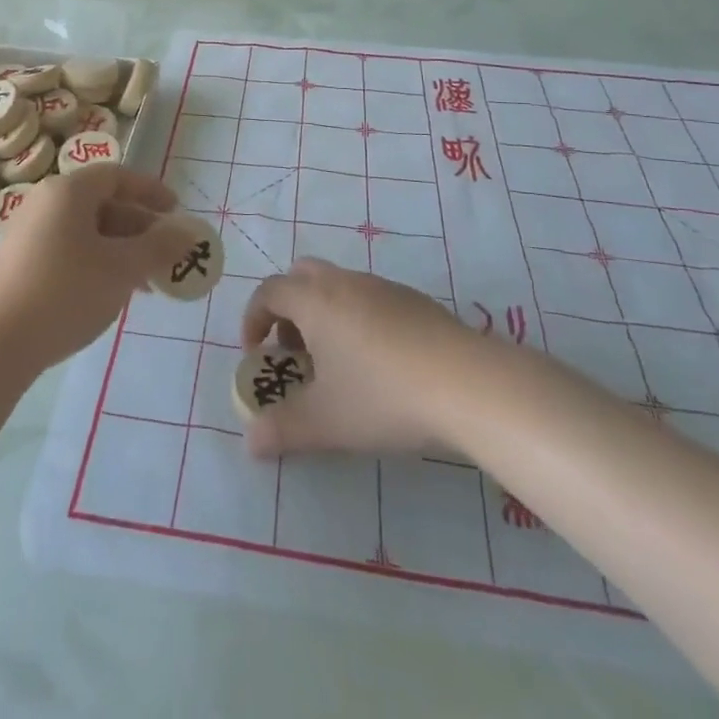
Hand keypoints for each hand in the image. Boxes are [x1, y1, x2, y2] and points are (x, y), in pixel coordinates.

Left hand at [0, 166, 181, 369]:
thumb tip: (187, 233)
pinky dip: (97, 264)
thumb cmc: (64, 292)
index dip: (150, 190)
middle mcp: (46, 204)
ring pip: (88, 232)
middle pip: (103, 204)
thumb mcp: (121, 268)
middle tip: (168, 255)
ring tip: (147, 285)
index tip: (177, 211)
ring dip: (122, 251)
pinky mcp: (21, 265)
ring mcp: (29, 235)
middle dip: (140, 229)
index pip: (117, 176)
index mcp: (69, 191)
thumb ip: (158, 247)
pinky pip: (70, 251)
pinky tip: (111, 295)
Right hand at [240, 259, 478, 458]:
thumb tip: (250, 442)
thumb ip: (282, 430)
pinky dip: (358, 320)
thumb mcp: (325, 422)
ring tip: (337, 366)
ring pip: (339, 286)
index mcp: (315, 300)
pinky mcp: (415, 301)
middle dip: (288, 309)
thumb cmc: (383, 396)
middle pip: (302, 276)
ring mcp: (383, 287)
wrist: (468, 384)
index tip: (255, 354)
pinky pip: (370, 299)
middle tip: (294, 352)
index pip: (268, 292)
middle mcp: (345, 282)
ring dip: (324, 315)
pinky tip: (380, 365)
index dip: (253, 319)